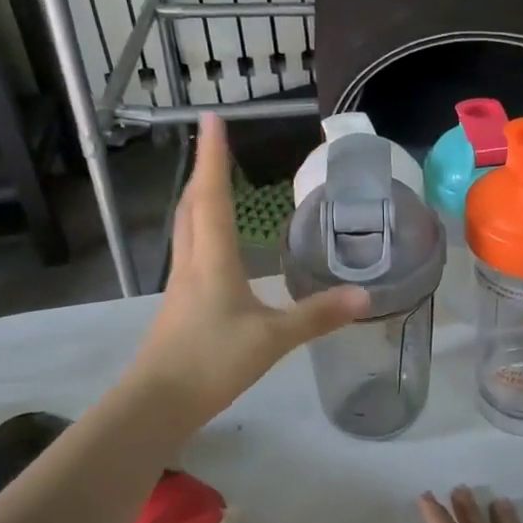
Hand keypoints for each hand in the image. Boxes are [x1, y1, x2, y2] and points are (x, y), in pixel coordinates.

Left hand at [131, 114, 368, 421]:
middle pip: (191, 206)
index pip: (212, 195)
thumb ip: (318, 316)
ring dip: (198, 200)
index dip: (212, 156)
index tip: (210, 119)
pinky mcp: (178, 307)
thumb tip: (365, 295)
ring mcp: (181, 285)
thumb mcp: (273, 338)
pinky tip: (214, 248)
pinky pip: (189, 253)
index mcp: (212, 259)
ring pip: (186, 229)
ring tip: (213, 185)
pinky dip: (200, 232)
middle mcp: (191, 263)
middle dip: (203, 172)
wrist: (157, 404)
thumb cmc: (212, 361)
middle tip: (215, 146)